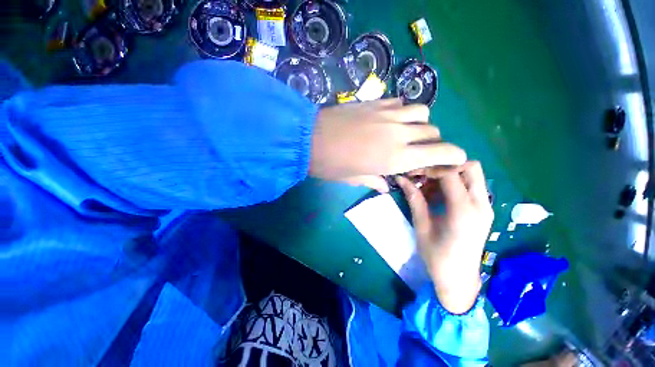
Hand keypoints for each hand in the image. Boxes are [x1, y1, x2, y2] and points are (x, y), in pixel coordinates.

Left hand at [309, 99, 466, 191]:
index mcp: (396, 157)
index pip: (440, 152)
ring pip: (421, 111)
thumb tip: (386, 186)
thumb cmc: (331, 165)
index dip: (454, 155)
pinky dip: (404, 111)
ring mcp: (388, 114)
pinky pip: (401, 102)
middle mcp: (399, 133)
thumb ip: (375, 180)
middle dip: (432, 142)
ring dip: (421, 122)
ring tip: (407, 131)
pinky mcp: (376, 102)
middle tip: (419, 149)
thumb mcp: (354, 178)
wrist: (308, 139)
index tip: (456, 159)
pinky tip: (392, 119)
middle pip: (433, 131)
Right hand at [397, 161, 492, 313]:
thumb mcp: (422, 227)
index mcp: (464, 211)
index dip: (431, 168)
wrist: (459, 280)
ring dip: (450, 174)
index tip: (414, 172)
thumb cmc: (437, 257)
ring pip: (473, 175)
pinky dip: (454, 184)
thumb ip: (415, 200)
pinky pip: (471, 187)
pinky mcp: (483, 211)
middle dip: (446, 166)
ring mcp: (486, 207)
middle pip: (471, 167)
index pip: (451, 173)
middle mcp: (481, 205)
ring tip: (428, 185)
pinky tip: (437, 195)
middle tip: (425, 175)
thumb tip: (402, 179)